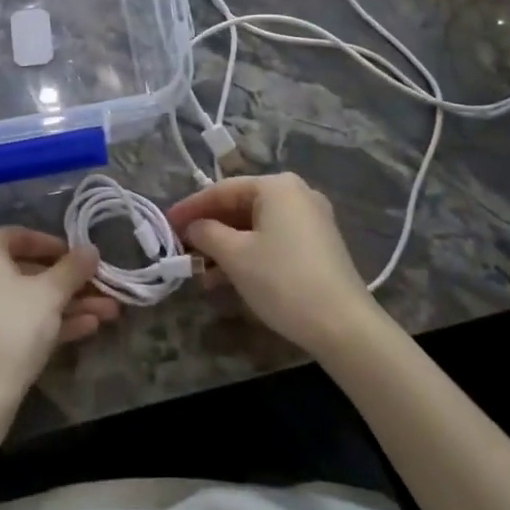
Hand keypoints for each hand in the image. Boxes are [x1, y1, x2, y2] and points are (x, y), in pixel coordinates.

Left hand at [0, 227, 112, 410]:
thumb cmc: (12, 327)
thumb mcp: (50, 294)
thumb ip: (73, 268)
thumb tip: (91, 250)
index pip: (21, 236)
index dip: (57, 247)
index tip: (83, 259)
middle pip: (25, 271)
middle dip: (69, 284)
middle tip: (102, 290)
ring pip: (23, 299)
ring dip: (65, 305)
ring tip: (107, 313)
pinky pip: (11, 319)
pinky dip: (43, 321)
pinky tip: (85, 329)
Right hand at [166, 173, 384, 356]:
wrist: (342, 323)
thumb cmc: (282, 279)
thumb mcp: (235, 256)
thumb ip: (207, 233)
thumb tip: (194, 227)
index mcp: (277, 186)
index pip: (222, 189)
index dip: (191, 207)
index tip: (167, 224)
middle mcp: (297, 194)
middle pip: (241, 206)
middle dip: (210, 228)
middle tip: (182, 247)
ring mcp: (312, 219)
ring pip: (256, 225)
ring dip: (227, 245)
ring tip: (201, 270)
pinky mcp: (319, 244)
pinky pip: (274, 238)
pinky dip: (249, 252)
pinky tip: (229, 276)